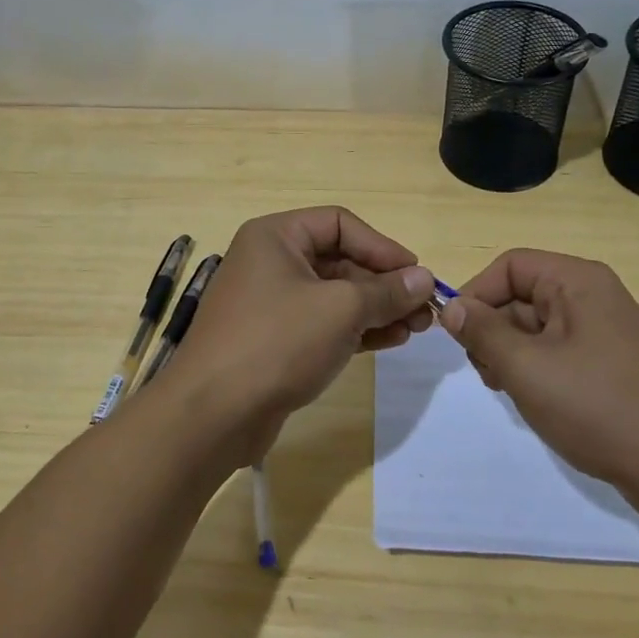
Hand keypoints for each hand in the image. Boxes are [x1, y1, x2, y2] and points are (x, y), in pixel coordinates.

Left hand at [168, 207, 433, 454]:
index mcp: (275, 237)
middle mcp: (270, 261)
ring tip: (416, 329)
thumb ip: (386, 291)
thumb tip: (424, 279)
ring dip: (376, 308)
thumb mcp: (340, 309)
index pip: (339, 224)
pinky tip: (390, 340)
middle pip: (339, 260)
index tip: (417, 274)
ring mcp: (271, 302)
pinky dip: (356, 329)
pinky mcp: (275, 339)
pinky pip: (323, 323)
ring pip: (334, 295)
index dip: (382, 246)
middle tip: (424, 310)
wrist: (214, 413)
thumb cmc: (277, 342)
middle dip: (384, 283)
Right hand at [440, 249, 638, 531]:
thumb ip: (483, 332)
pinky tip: (536, 402)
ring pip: (539, 327)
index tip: (457, 334)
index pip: (511, 265)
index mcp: (579, 282)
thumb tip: (452, 307)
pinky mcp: (615, 365)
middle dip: (494, 329)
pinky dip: (539, 370)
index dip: (477, 293)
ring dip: (513, 354)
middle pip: (524, 295)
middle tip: (486, 372)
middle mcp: (596, 296)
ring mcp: (609, 332)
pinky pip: (562, 352)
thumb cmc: (599, 409)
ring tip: (510, 391)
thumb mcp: (527, 368)